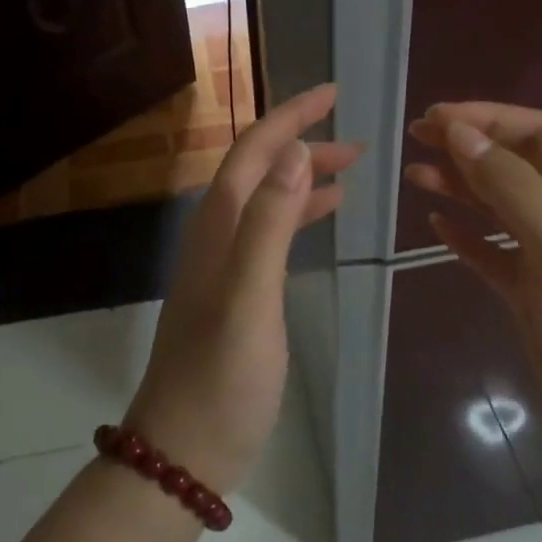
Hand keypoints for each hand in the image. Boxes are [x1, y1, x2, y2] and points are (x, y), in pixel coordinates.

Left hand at [129, 84, 363, 493]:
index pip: (254, 152)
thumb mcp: (251, 296)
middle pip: (258, 171)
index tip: (333, 93)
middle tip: (357, 138)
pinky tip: (323, 219)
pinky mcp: (236, 294)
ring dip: (304, 178)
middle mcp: (216, 236)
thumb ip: (270, 223)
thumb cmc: (222, 377)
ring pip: (266, 201)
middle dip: (302, 143)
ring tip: (351, 171)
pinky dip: (298, 216)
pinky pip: (270, 235)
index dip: (291, 117)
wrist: (185, 448)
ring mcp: (224, 266)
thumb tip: (294, 150)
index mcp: (218, 228)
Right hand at [405, 103, 541, 467]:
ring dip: (459, 187)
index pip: (538, 136)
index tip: (435, 119)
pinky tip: (436, 226)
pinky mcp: (530, 295)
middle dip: (468, 147)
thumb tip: (461, 132)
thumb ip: (513, 187)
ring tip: (414, 174)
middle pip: (514, 166)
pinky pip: (491, 254)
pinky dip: (465, 237)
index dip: (488, 119)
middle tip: (415, 138)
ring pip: (498, 208)